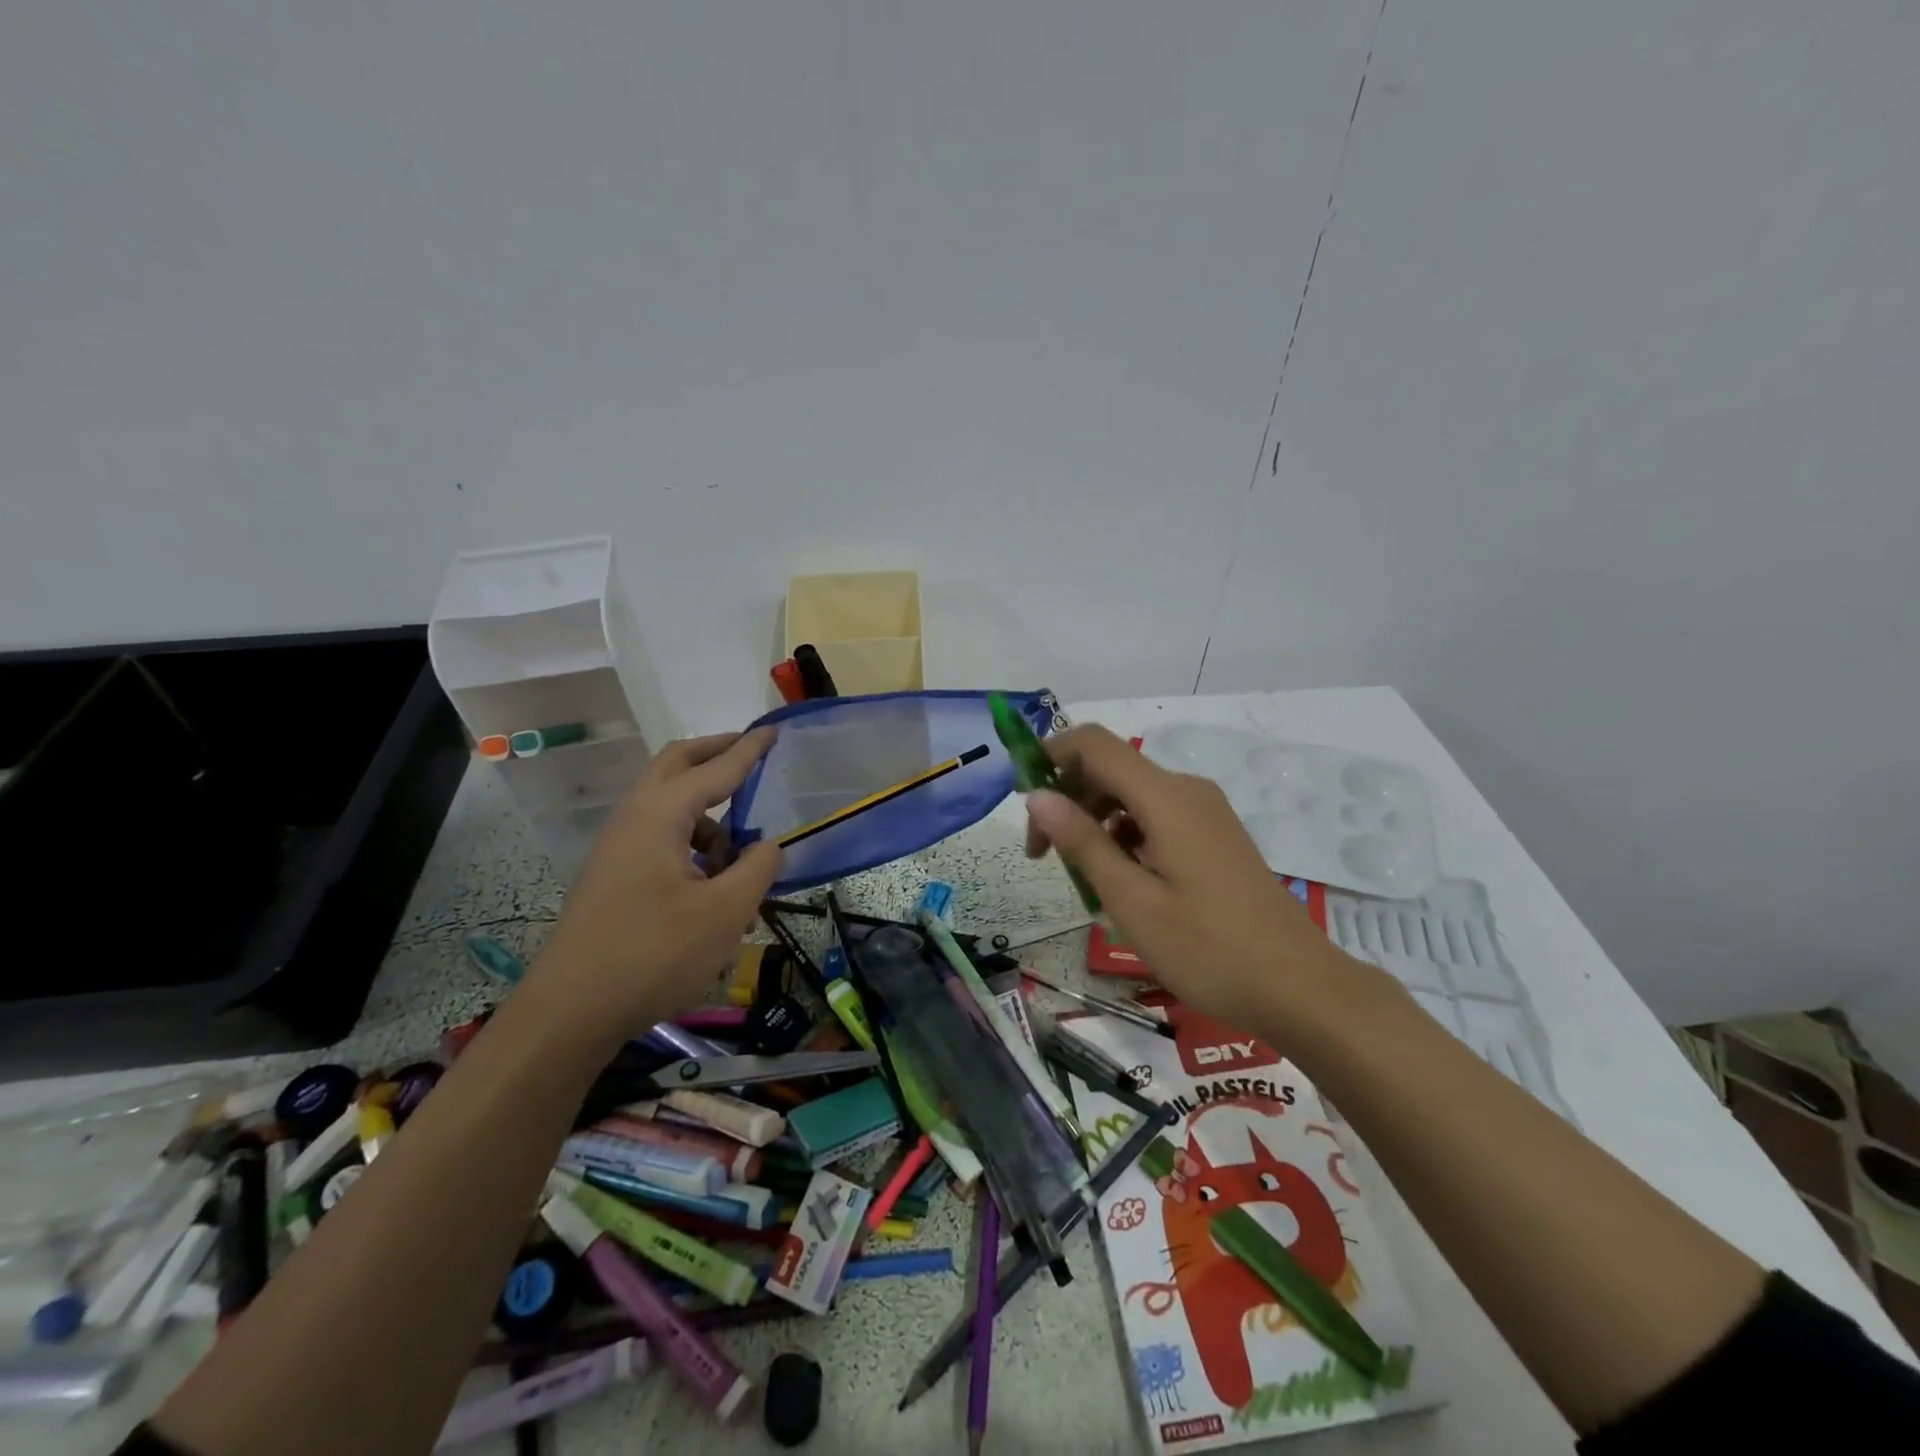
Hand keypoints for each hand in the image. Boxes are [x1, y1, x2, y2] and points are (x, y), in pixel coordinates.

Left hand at [530, 728, 782, 1044]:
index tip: (774, 730)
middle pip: (677, 766)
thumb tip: (769, 845)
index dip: (749, 750)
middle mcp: (635, 818)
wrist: (568, 1014)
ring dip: (710, 815)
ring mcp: (619, 848)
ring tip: (743, 857)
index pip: (715, 768)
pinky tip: (714, 888)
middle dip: (717, 755)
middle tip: (754, 755)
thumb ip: (757, 868)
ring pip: (670, 808)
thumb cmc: (652, 955)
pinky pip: (662, 839)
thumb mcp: (724, 912)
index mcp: (660, 815)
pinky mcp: (615, 876)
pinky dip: (694, 846)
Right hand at [1023, 724, 1353, 1032]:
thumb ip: (1083, 842)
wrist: (1301, 987)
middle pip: (1110, 768)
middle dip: (1067, 800)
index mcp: (1166, 797)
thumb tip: (1036, 795)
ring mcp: (1204, 812)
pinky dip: (1124, 836)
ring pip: (1130, 795)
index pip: (1094, 743)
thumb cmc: (1209, 949)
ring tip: (1083, 880)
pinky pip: (1154, 817)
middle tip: (1044, 858)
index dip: (1050, 756)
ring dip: (1094, 822)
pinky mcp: (1213, 835)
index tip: (1023, 802)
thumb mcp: (1133, 901)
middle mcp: (1186, 791)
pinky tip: (1122, 882)